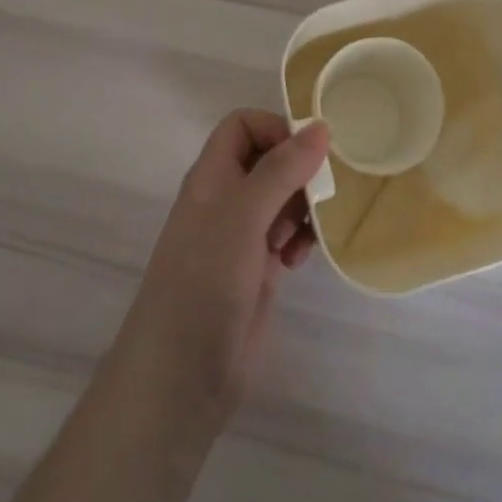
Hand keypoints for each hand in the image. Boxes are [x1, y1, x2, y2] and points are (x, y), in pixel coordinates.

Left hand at [110, 110, 329, 429]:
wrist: (181, 376)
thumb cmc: (205, 281)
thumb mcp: (243, 215)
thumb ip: (282, 168)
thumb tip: (321, 126)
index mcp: (212, 177)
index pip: (243, 126)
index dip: (275, 129)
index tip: (308, 152)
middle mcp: (225, 200)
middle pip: (269, 160)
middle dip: (299, 171)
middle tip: (319, 194)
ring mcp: (240, 237)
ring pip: (282, 198)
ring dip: (303, 208)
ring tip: (306, 233)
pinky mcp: (256, 270)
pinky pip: (286, 236)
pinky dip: (299, 240)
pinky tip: (300, 260)